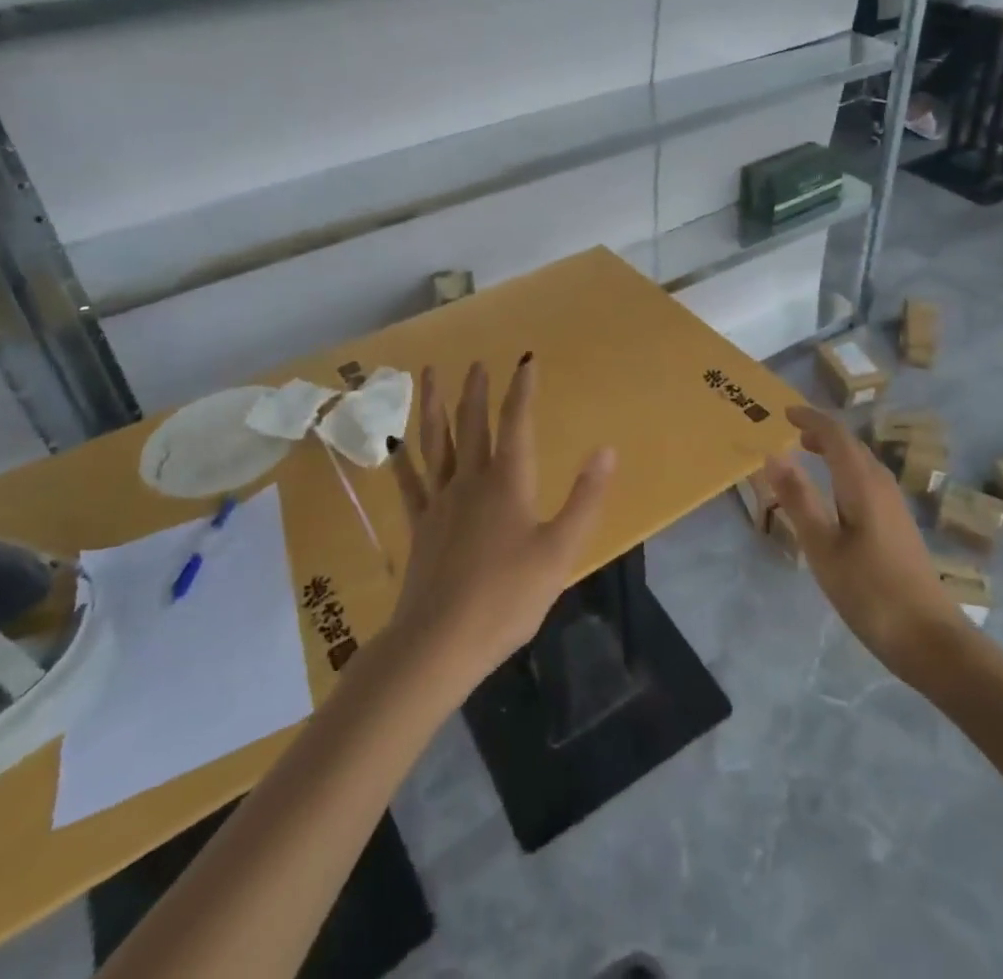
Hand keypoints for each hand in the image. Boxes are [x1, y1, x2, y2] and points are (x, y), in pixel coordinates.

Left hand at [387, 357, 614, 695]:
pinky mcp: (420, 526)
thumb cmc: (508, 598)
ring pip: (434, 442)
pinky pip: (409, 482)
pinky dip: (403, 459)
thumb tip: (607, 450)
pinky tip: (395, 443)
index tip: (526, 359)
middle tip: (476, 362)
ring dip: (433, 405)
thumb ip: (585, 499)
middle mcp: (470, 480)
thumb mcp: (560, 551)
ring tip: (428, 375)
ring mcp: (439, 502)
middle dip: (476, 390)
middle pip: (471, 424)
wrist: (440, 643)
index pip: (517, 422)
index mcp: (507, 483)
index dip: (522, 389)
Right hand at [752, 405, 971, 689]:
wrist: (929, 638)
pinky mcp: (899, 526)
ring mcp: (895, 507)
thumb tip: (773, 454)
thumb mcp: (822, 546)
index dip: (810, 419)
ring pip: (862, 464)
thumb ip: (798, 498)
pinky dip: (845, 473)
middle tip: (792, 434)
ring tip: (808, 456)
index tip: (784, 413)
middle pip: (852, 445)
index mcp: (862, 483)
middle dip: (822, 433)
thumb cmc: (869, 590)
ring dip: (835, 452)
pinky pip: (868, 482)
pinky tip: (835, 497)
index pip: (836, 435)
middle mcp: (882, 485)